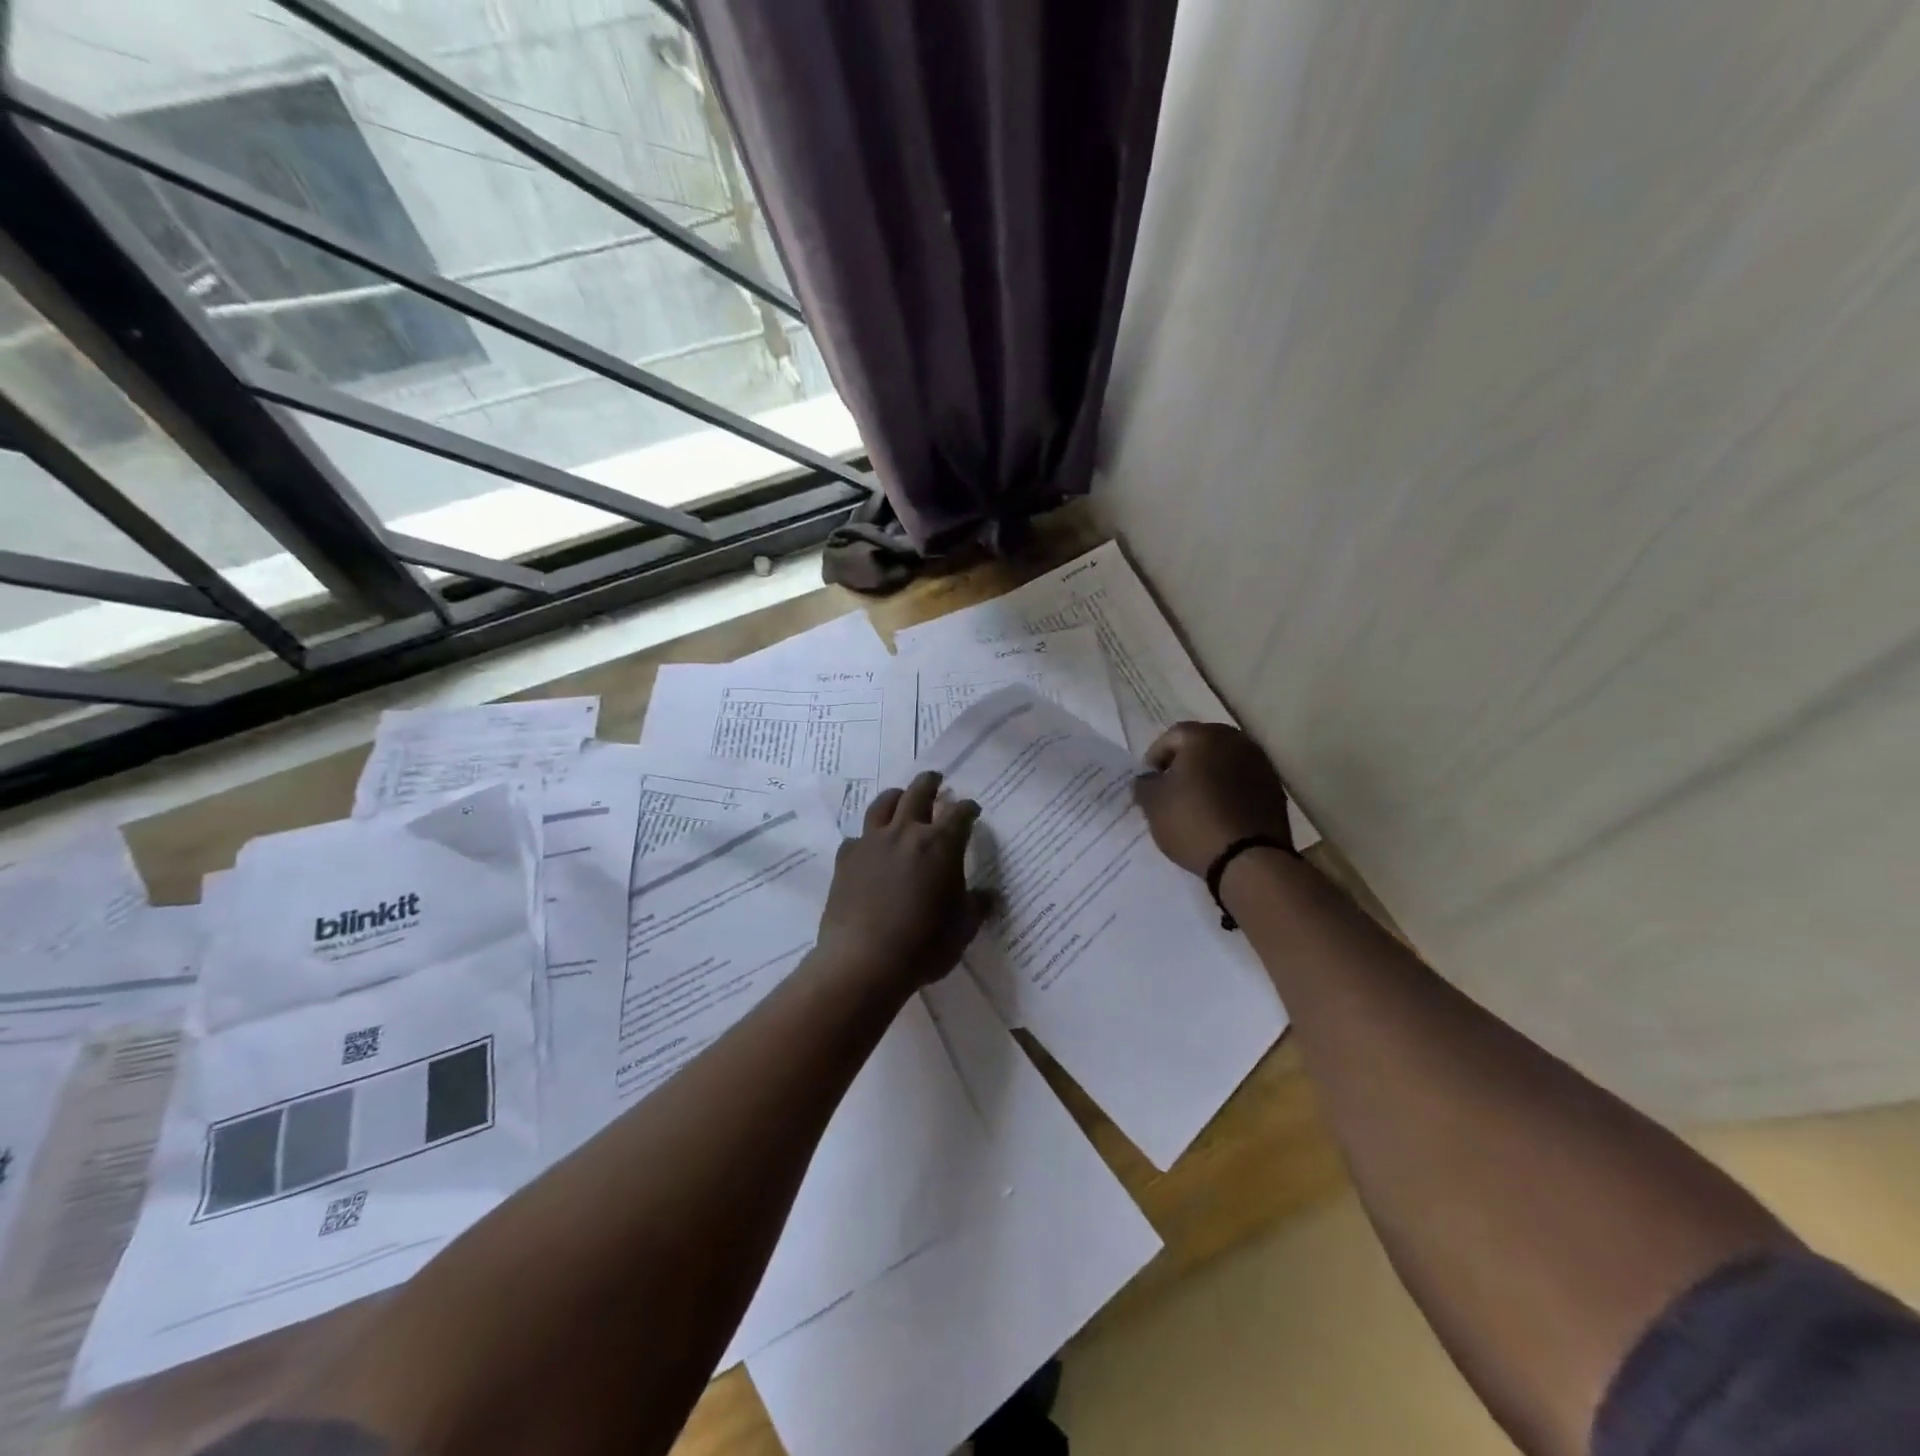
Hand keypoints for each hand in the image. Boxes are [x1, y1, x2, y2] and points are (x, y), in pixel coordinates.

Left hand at [812, 771, 992, 993]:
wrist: (863, 962)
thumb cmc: (923, 946)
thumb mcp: (962, 929)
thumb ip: (976, 906)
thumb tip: (988, 895)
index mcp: (941, 845)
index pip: (959, 813)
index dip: (968, 809)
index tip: (972, 810)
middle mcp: (906, 832)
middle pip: (919, 793)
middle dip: (931, 783)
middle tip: (936, 779)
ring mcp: (872, 842)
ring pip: (884, 804)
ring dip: (897, 796)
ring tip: (901, 797)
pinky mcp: (846, 858)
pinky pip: (859, 836)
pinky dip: (869, 836)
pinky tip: (870, 846)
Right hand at [1132, 721, 1293, 876]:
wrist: (1249, 859)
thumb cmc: (1193, 823)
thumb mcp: (1153, 805)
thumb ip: (1144, 784)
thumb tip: (1148, 779)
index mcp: (1204, 737)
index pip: (1172, 736)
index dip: (1155, 757)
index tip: (1150, 782)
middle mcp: (1236, 741)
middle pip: (1202, 744)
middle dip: (1184, 763)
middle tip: (1172, 789)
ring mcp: (1260, 764)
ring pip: (1225, 761)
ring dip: (1209, 775)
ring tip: (1196, 802)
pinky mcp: (1274, 788)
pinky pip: (1243, 780)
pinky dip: (1229, 790)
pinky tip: (1220, 813)